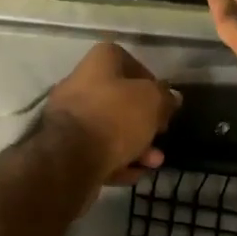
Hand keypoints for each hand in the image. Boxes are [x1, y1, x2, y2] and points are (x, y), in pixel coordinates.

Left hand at [43, 41, 181, 185]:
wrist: (70, 158)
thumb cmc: (115, 118)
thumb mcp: (152, 101)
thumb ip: (165, 97)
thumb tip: (171, 98)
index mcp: (99, 62)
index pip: (128, 61)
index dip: (150, 81)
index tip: (163, 101)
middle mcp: (79, 84)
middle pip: (119, 100)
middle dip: (145, 122)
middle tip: (161, 134)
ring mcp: (69, 117)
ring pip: (110, 129)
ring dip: (136, 146)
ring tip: (154, 162)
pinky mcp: (65, 147)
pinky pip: (97, 151)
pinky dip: (116, 161)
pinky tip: (133, 174)